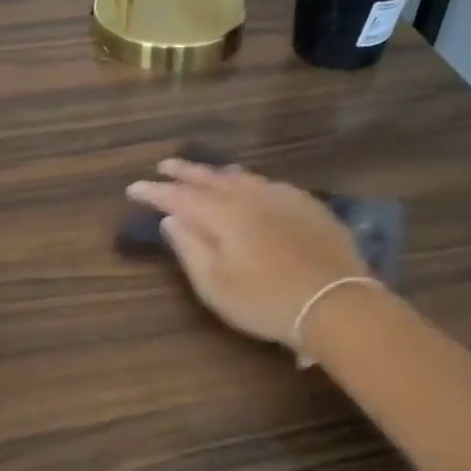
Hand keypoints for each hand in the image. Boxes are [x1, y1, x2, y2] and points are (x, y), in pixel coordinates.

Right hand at [127, 160, 371, 348]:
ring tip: (206, 172)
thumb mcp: (215, 285)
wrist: (336, 304)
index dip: (155, 192)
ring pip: (244, 177)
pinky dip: (252, 182)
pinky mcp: (309, 208)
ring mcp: (284, 199)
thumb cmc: (265, 301)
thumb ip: (190, 248)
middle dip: (185, 172)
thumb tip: (172, 219)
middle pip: (212, 178)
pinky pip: (271, 185)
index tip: (134, 188)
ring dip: (219, 173)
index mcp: (224, 215)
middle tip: (165, 166)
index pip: (180, 197)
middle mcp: (251, 198)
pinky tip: (255, 187)